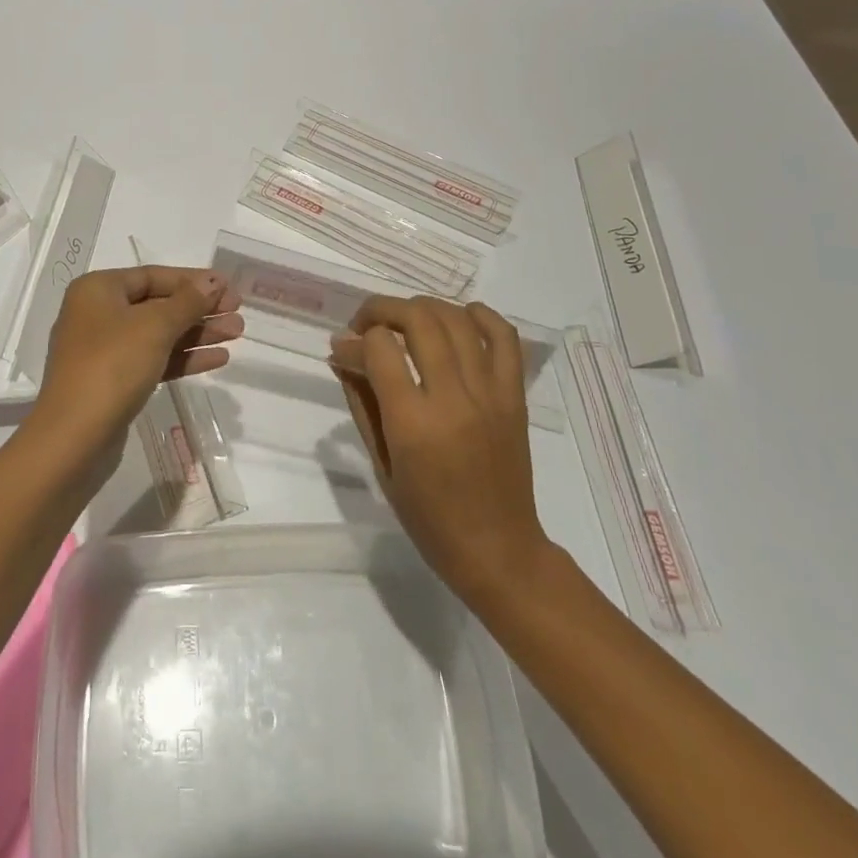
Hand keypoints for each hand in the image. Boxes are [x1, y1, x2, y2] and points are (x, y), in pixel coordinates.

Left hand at [35, 266, 242, 456]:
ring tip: (237, 334)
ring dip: (197, 333)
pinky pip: (154, 360)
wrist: (73, 439)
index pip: (153, 276)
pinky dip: (183, 358)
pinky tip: (217, 359)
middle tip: (238, 313)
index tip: (228, 287)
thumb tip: (212, 282)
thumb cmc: (112, 366)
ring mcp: (105, 351)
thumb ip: (188, 301)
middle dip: (199, 309)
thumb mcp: (155, 327)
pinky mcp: (114, 382)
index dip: (193, 280)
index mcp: (98, 290)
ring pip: (159, 334)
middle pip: (158, 305)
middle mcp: (98, 314)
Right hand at [330, 296, 549, 607]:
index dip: (354, 340)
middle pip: (419, 320)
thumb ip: (362, 402)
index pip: (380, 349)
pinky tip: (457, 318)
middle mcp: (454, 399)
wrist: (498, 549)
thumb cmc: (428, 517)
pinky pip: (505, 337)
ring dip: (422, 307)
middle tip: (365, 324)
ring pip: (457, 319)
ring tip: (403, 320)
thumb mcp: (382, 463)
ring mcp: (490, 393)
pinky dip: (480, 315)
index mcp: (414, 424)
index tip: (342, 348)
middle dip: (382, 309)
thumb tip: (342, 355)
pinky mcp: (515, 396)